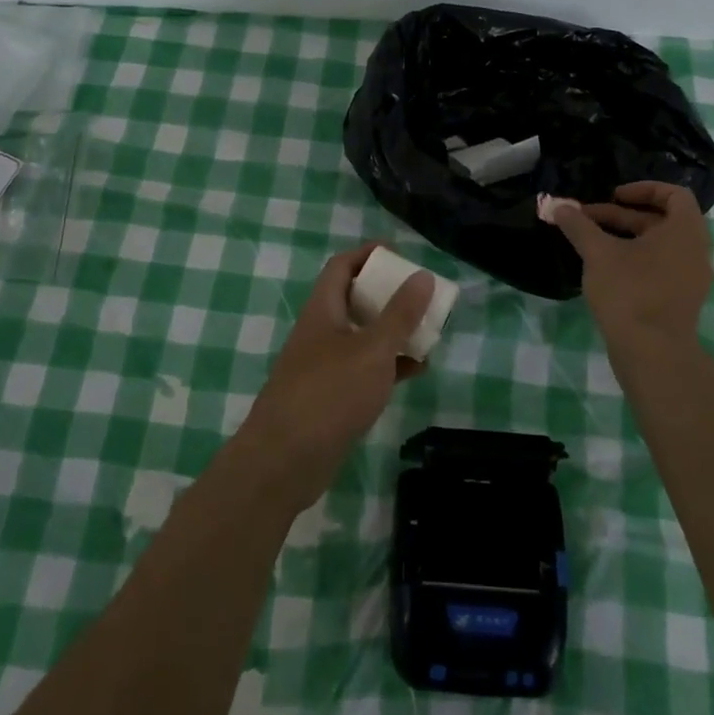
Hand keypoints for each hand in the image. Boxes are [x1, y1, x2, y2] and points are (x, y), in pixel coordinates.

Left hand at [238, 243, 433, 511]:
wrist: (285, 461)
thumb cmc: (329, 394)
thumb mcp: (373, 350)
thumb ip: (400, 314)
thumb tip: (423, 275)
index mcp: (323, 309)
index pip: (342, 266)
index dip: (368, 254)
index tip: (400, 253)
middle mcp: (321, 331)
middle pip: (355, 299)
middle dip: (388, 294)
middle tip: (421, 295)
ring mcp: (325, 365)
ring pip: (363, 336)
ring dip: (393, 331)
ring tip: (428, 331)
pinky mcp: (332, 396)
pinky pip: (365, 369)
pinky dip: (390, 365)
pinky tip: (418, 371)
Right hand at [551, 182, 713, 346]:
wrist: (653, 353)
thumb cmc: (630, 292)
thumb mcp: (598, 253)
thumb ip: (579, 226)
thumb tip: (559, 207)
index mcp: (685, 231)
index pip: (674, 194)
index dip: (643, 189)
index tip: (613, 195)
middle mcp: (695, 250)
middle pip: (661, 220)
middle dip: (622, 215)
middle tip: (588, 219)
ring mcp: (691, 278)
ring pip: (659, 245)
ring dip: (626, 237)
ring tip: (591, 243)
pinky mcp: (681, 300)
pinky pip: (661, 267)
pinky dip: (636, 259)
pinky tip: (605, 269)